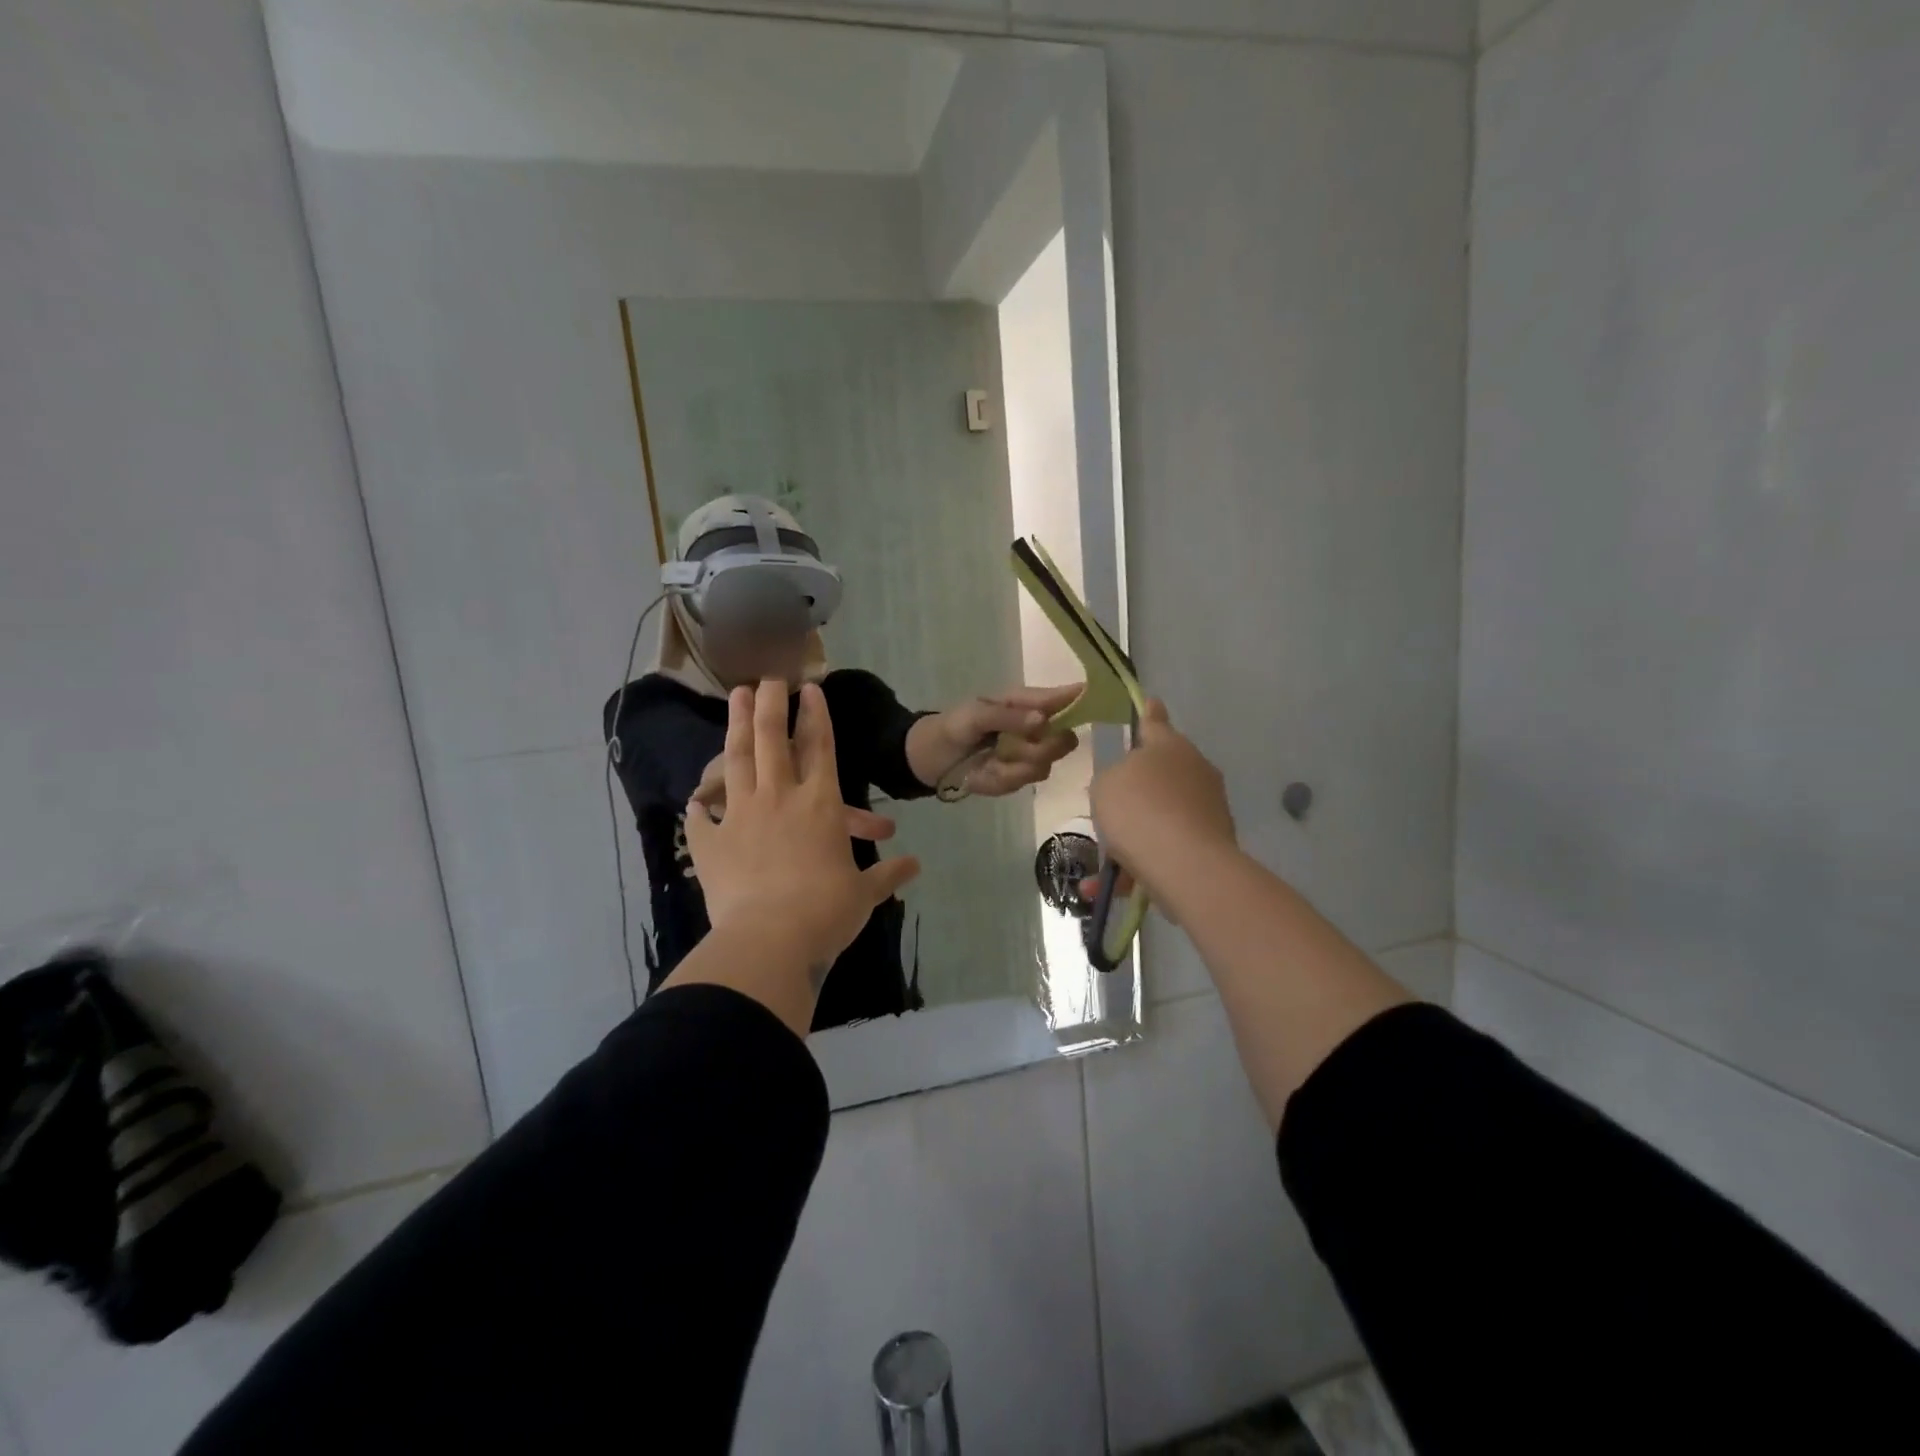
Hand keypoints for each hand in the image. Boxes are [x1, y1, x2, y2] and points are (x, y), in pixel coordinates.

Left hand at [685, 680, 921, 976]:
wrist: (770, 940)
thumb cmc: (826, 912)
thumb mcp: (864, 894)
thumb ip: (887, 875)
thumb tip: (916, 866)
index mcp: (820, 805)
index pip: (820, 747)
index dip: (816, 715)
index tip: (809, 687)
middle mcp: (779, 798)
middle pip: (772, 739)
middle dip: (771, 704)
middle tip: (768, 678)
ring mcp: (740, 816)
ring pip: (737, 760)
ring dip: (737, 725)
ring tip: (736, 697)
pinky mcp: (711, 844)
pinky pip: (702, 819)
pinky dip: (700, 807)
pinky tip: (695, 800)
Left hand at [913, 684, 1082, 796]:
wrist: (931, 760)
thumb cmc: (953, 726)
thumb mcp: (975, 715)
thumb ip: (1008, 717)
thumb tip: (1043, 720)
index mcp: (1028, 703)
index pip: (1066, 698)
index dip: (1084, 699)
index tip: (1100, 702)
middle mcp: (1037, 729)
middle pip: (1065, 740)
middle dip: (1041, 747)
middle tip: (1011, 745)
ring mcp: (1030, 756)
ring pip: (1044, 765)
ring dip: (1014, 765)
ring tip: (990, 758)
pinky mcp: (1019, 779)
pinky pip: (1023, 782)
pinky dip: (1001, 779)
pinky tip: (984, 772)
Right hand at [1086, 700, 1235, 904]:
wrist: (1185, 864)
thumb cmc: (1138, 810)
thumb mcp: (1104, 785)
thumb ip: (1112, 778)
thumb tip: (1127, 784)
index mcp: (1168, 746)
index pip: (1154, 721)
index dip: (1147, 713)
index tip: (1149, 702)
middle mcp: (1194, 769)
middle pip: (1160, 773)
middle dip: (1135, 791)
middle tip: (1108, 809)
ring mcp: (1208, 806)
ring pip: (1161, 815)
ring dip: (1133, 836)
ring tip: (1102, 868)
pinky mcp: (1214, 841)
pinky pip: (1169, 847)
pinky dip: (1143, 864)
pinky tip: (1113, 887)